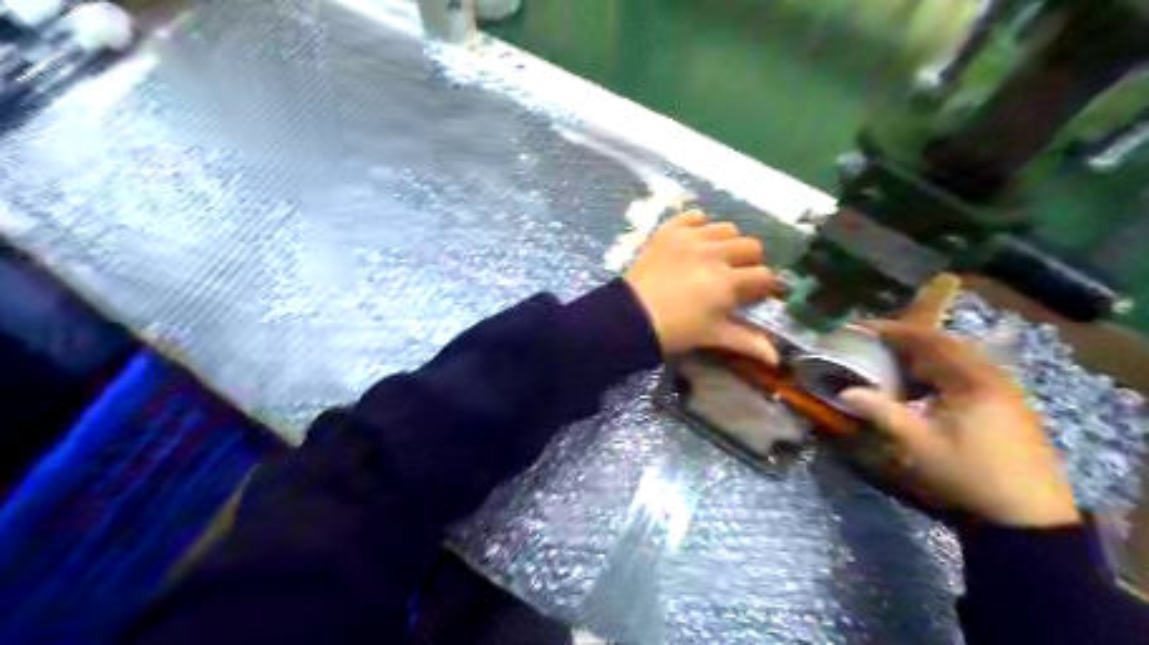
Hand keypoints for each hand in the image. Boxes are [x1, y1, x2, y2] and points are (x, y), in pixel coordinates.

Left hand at [625, 208, 774, 365]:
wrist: (630, 316)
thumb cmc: (676, 330)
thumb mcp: (713, 335)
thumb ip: (747, 342)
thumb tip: (777, 359)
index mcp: (728, 281)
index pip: (763, 275)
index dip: (763, 286)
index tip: (755, 294)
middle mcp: (714, 253)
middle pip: (750, 246)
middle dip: (749, 261)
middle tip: (735, 276)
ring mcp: (690, 238)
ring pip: (726, 228)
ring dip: (727, 242)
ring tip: (715, 257)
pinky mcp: (669, 231)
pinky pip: (692, 216)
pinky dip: (698, 225)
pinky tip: (695, 240)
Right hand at [841, 323, 1084, 528]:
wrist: (1029, 516)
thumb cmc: (970, 475)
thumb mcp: (918, 445)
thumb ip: (881, 412)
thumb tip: (844, 392)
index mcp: (972, 380)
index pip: (927, 341)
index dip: (892, 331)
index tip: (861, 327)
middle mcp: (990, 376)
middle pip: (944, 344)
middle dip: (906, 340)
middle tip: (872, 341)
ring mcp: (1002, 390)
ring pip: (955, 359)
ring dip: (921, 356)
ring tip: (890, 361)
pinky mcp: (1005, 405)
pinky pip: (965, 374)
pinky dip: (937, 372)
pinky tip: (920, 387)